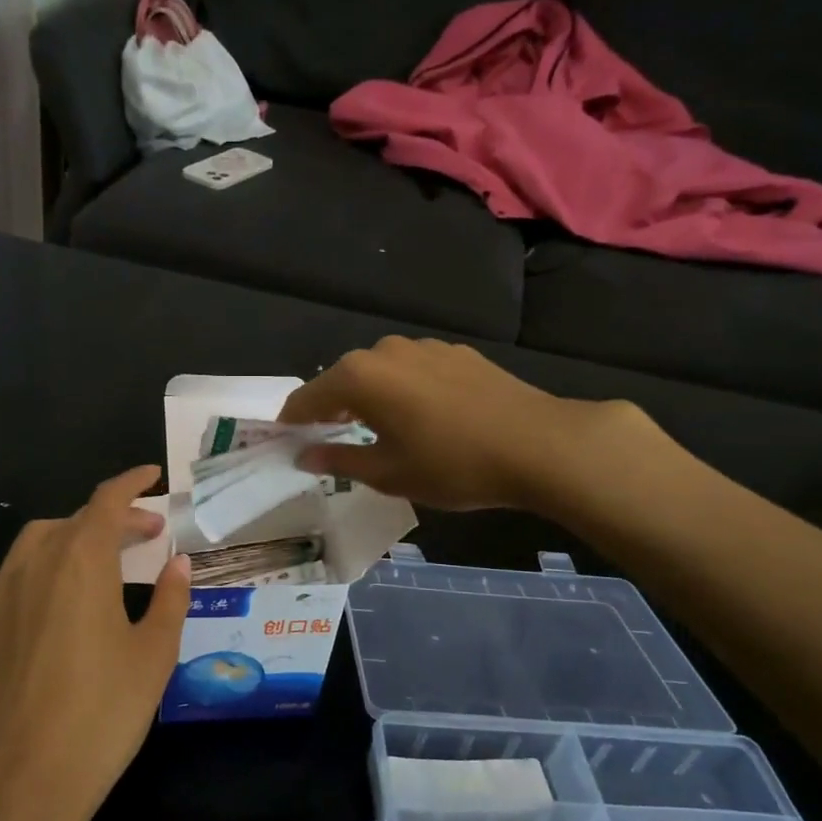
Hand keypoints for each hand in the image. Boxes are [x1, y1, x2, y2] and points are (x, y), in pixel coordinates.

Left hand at [0, 465, 190, 820]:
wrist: (20, 784)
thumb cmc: (103, 714)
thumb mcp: (153, 656)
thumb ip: (168, 600)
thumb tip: (177, 565)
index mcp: (80, 563)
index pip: (106, 502)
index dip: (131, 483)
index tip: (152, 476)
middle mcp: (31, 567)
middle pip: (71, 522)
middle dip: (110, 519)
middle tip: (144, 536)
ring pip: (34, 548)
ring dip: (71, 544)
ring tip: (100, 568)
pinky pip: (11, 588)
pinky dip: (41, 581)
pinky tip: (56, 618)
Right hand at [278, 337, 655, 511]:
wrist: (537, 444)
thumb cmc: (452, 465)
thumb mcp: (388, 473)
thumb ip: (339, 459)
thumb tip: (305, 455)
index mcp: (360, 377)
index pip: (308, 397)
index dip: (293, 419)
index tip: (283, 437)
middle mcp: (386, 351)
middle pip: (343, 378)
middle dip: (330, 405)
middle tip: (327, 436)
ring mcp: (424, 347)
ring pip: (380, 371)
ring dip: (368, 395)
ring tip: (374, 426)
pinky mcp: (456, 353)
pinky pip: (412, 369)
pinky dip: (401, 389)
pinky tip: (419, 415)